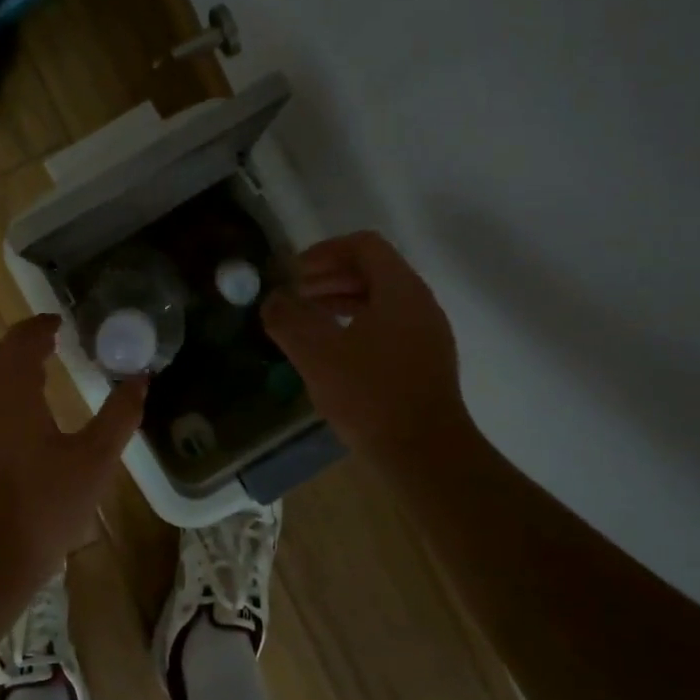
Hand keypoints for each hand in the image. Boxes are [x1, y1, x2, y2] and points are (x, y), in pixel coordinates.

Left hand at [0, 315, 145, 595]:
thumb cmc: (42, 508)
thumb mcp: (94, 462)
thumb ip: (119, 416)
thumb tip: (140, 379)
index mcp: (10, 393)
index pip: (20, 340)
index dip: (39, 326)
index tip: (58, 323)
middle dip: (21, 348)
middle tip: (48, 347)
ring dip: (5, 378)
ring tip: (33, 388)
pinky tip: (10, 435)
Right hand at [263, 232, 472, 462]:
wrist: (425, 454)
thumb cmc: (370, 396)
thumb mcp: (316, 354)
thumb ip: (288, 319)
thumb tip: (272, 299)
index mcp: (400, 290)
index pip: (364, 245)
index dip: (324, 251)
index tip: (294, 272)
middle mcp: (419, 303)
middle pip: (373, 269)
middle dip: (330, 275)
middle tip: (295, 293)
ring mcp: (427, 333)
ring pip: (381, 299)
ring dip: (341, 299)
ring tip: (307, 318)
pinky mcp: (425, 360)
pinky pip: (388, 324)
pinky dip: (357, 323)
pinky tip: (333, 349)